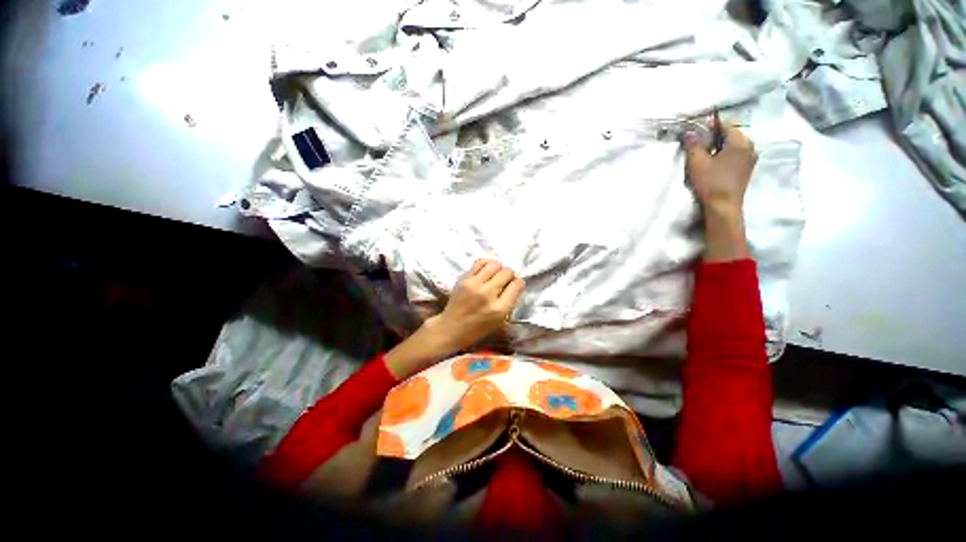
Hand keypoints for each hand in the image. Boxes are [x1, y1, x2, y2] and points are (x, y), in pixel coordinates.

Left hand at [384, 259, 524, 379]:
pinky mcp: (464, 279)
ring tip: (495, 275)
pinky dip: (486, 264)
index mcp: (499, 309)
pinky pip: (480, 262)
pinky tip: (486, 270)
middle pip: (507, 272)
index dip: (518, 283)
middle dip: (509, 275)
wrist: (451, 328)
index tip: (515, 285)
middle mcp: (488, 294)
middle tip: (505, 280)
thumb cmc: (478, 328)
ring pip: (495, 264)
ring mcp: (474, 284)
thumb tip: (515, 283)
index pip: (517, 285)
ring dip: (498, 268)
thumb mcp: (499, 321)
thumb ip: (509, 302)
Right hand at [681, 122, 755, 261]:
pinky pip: (734, 155)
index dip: (710, 124)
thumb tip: (688, 132)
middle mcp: (750, 147)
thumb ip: (692, 145)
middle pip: (730, 135)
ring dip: (718, 146)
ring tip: (703, 151)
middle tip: (697, 140)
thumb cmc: (711, 183)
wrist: (723, 207)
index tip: (696, 127)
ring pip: (732, 146)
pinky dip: (723, 154)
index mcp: (740, 142)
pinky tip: (712, 162)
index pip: (726, 125)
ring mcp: (749, 160)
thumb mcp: (697, 162)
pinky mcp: (745, 171)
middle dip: (714, 135)